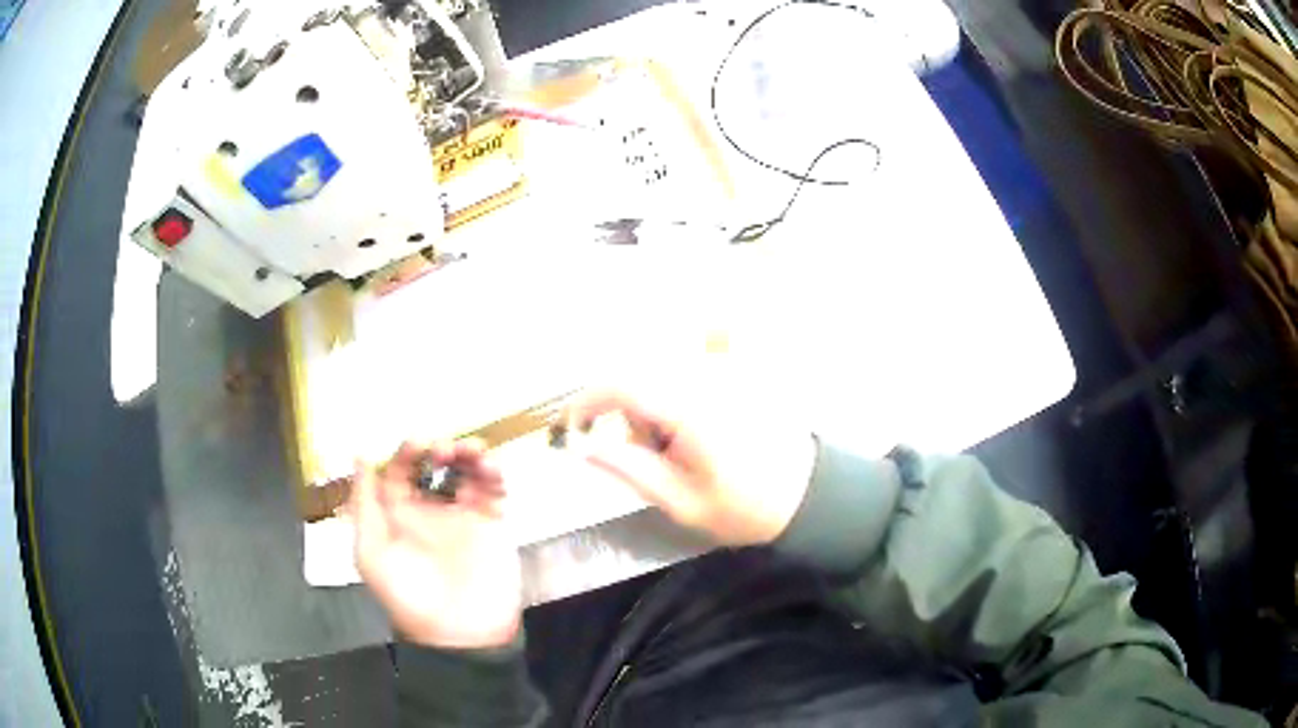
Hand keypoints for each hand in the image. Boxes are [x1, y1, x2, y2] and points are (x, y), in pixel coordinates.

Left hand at [351, 439, 521, 648]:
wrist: (458, 633)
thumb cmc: (407, 595)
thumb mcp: (371, 553)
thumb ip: (364, 505)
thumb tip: (360, 455)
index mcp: (398, 514)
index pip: (399, 471)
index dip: (405, 453)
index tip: (416, 443)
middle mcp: (429, 508)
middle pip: (434, 464)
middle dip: (439, 448)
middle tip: (443, 448)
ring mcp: (463, 514)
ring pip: (465, 471)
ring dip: (468, 454)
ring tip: (471, 451)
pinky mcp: (492, 523)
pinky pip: (493, 491)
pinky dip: (494, 474)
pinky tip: (490, 470)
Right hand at [565, 385, 817, 546]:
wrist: (811, 495)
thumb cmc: (745, 508)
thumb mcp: (682, 502)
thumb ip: (630, 470)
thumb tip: (583, 447)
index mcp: (689, 410)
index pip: (621, 386)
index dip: (586, 401)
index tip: (569, 425)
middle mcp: (706, 379)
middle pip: (640, 376)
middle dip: (625, 412)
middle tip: (641, 454)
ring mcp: (727, 373)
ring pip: (664, 372)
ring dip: (653, 404)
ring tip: (676, 448)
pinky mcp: (742, 375)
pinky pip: (697, 364)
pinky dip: (680, 388)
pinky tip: (692, 429)